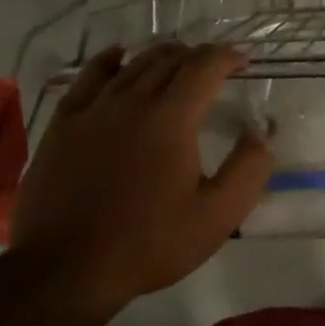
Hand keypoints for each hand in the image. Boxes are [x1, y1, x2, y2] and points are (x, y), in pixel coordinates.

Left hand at [5, 42, 271, 325]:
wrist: (65, 270)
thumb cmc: (148, 245)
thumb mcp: (216, 218)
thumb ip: (248, 170)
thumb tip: (261, 132)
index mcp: (171, 119)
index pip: (204, 67)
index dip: (227, 57)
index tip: (243, 61)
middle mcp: (131, 101)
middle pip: (169, 59)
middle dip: (198, 56)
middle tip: (214, 67)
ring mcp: (92, 109)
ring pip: (132, 64)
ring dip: (161, 55)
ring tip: (177, 60)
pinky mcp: (63, 123)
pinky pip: (89, 76)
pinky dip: (110, 60)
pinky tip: (117, 56)